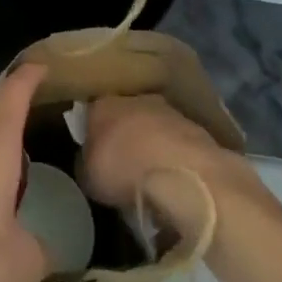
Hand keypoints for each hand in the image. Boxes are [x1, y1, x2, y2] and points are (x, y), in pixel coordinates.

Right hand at [80, 94, 255, 238]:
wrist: (184, 174)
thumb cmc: (126, 171)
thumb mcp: (89, 178)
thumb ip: (85, 166)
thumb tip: (88, 165)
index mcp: (103, 104)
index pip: (91, 113)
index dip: (92, 134)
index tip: (94, 155)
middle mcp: (134, 99)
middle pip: (124, 116)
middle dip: (125, 137)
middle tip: (124, 166)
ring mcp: (168, 111)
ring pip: (154, 127)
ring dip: (153, 146)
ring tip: (153, 177)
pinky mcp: (196, 130)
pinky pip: (177, 144)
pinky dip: (175, 159)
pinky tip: (175, 181)